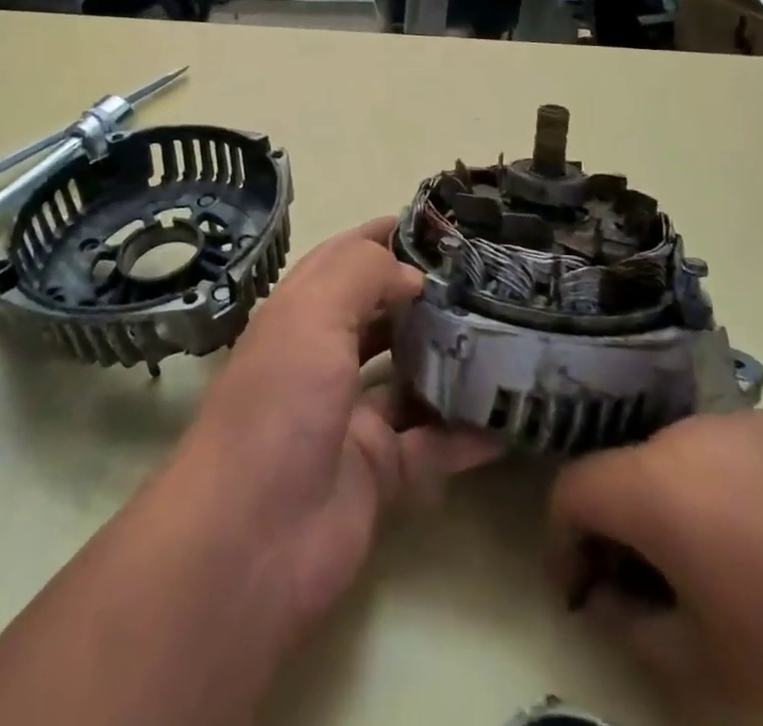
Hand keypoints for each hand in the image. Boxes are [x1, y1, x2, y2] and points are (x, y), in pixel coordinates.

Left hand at [176, 217, 499, 641]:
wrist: (252, 539)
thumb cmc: (279, 403)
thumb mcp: (313, 314)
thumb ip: (363, 273)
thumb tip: (413, 275)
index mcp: (301, 313)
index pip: (345, 257)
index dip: (384, 235)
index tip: (438, 223)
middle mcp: (325, 357)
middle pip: (381, 313)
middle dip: (425, 294)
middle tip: (487, 277)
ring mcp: (352, 415)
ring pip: (410, 375)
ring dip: (450, 358)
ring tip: (507, 333)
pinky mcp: (379, 470)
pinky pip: (433, 445)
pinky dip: (467, 434)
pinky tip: (511, 420)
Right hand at [547, 410, 762, 725]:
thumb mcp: (717, 682)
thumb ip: (638, 632)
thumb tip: (611, 599)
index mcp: (664, 484)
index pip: (574, 489)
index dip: (564, 543)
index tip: (582, 593)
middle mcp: (699, 433)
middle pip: (631, 469)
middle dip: (626, 530)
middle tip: (657, 599)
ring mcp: (760, 422)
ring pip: (687, 458)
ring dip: (682, 510)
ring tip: (729, 579)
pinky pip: (744, 456)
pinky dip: (735, 496)